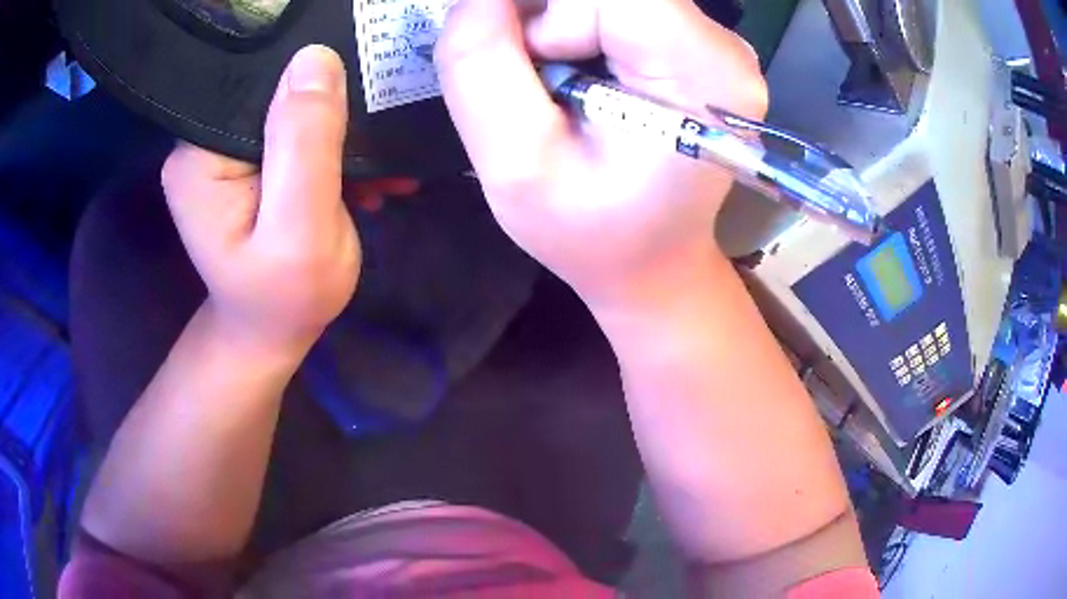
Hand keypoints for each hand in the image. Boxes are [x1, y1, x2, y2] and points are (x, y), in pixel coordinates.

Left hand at [162, 45, 358, 351]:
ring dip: (338, 135)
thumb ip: (306, 145)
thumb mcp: (301, 229)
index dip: (312, 86)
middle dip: (331, 113)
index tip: (361, 105)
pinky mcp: (243, 161)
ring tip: (377, 167)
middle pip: (275, 94)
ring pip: (289, 112)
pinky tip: (359, 172)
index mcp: (198, 156)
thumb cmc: (285, 298)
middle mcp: (201, 143)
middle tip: (376, 144)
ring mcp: (221, 151)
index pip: (258, 86)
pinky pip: (292, 134)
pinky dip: (328, 149)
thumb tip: (317, 58)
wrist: (270, 331)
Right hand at [435, 0, 766, 306]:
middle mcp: (723, 47)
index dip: (544, 20)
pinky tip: (579, 79)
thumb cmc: (591, 233)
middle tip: (538, 85)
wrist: (652, 261)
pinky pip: (619, 8)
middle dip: (547, 21)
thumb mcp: (515, 165)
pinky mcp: (696, 44)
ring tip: (559, 90)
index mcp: (702, 74)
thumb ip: (480, 65)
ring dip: (559, 26)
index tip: (528, 73)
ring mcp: (714, 43)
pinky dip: (578, 29)